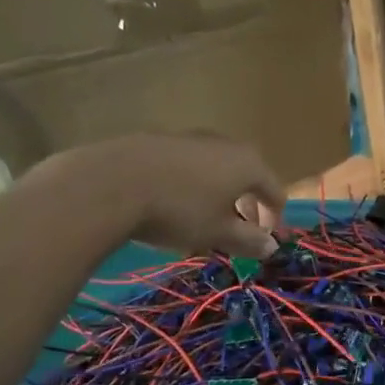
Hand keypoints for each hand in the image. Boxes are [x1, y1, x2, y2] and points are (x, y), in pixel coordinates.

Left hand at [31, 134, 283, 257]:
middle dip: (246, 205)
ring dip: (218, 194)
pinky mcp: (159, 140)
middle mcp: (225, 144)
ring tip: (202, 220)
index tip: (264, 240)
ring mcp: (191, 138)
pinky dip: (191, 184)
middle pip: (248, 176)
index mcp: (248, 165)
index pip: (275, 191)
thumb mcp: (217, 233)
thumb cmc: (178, 211)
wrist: (110, 183)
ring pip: (216, 169)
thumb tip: (271, 246)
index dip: (274, 218)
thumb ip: (248, 240)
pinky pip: (188, 165)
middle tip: (237, 230)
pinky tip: (172, 203)